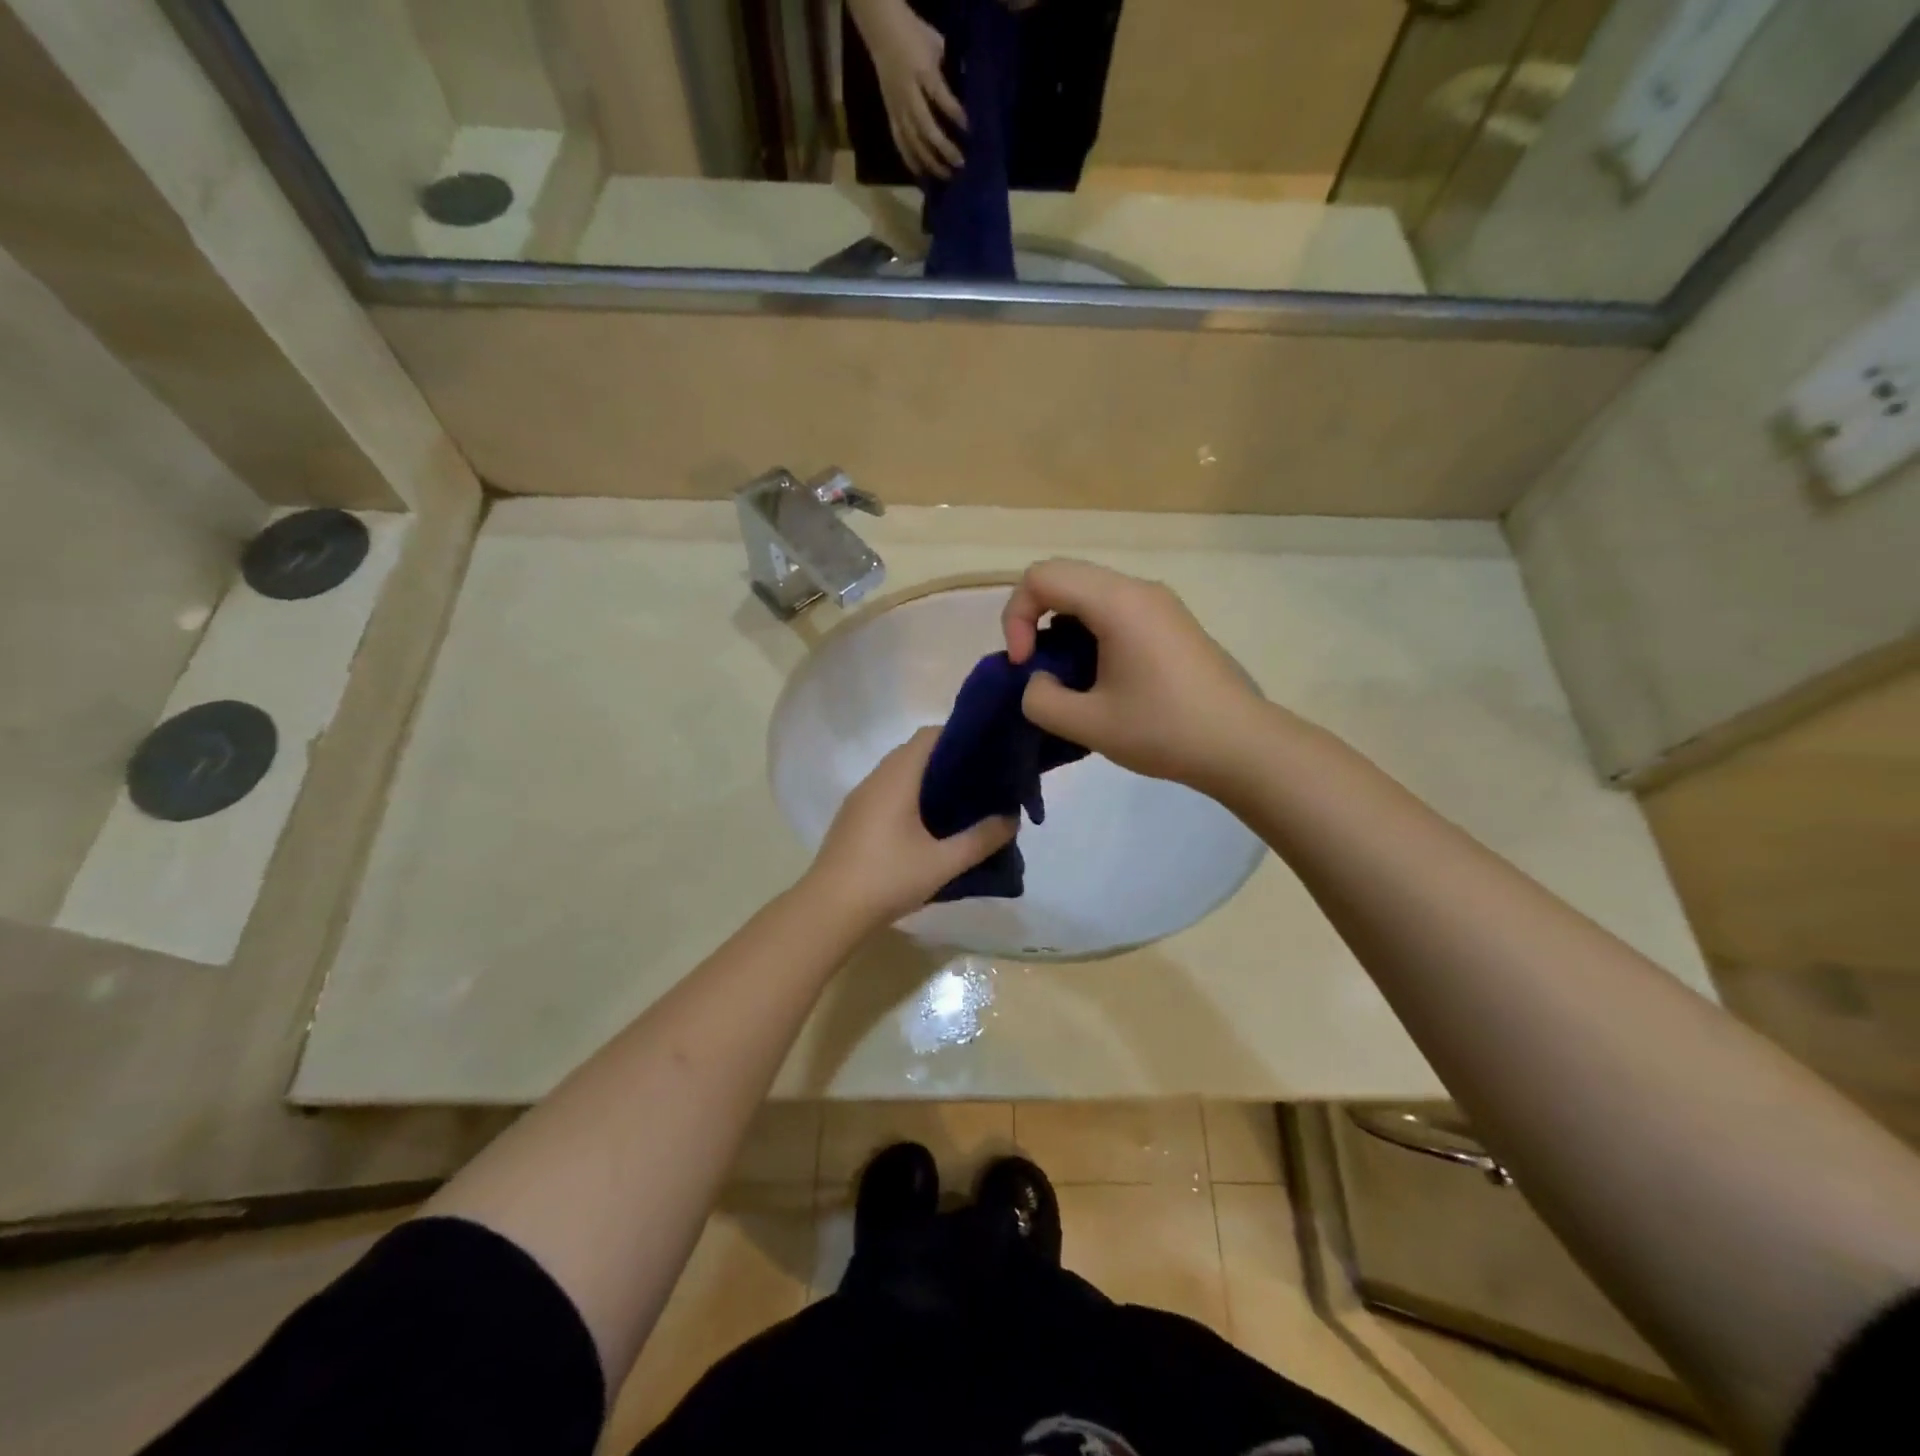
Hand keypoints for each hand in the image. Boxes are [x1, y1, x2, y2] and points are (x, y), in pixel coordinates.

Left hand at [805, 727, 1015, 928]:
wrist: (829, 910)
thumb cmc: (887, 879)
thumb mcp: (942, 863)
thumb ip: (980, 839)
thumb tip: (1011, 819)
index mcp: (896, 778)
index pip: (929, 735)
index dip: (959, 735)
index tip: (988, 750)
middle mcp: (875, 779)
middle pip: (914, 752)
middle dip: (948, 759)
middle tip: (982, 778)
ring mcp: (860, 799)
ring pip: (899, 773)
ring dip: (928, 779)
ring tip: (961, 800)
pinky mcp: (853, 818)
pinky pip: (887, 792)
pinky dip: (910, 795)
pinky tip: (928, 824)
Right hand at [849, 0, 965, 178]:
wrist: (882, 30)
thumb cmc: (913, 34)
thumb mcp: (935, 44)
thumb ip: (948, 67)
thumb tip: (965, 86)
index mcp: (920, 71)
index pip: (939, 95)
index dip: (954, 113)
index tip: (968, 128)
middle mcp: (908, 94)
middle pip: (926, 127)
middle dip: (943, 148)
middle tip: (960, 163)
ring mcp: (898, 108)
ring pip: (913, 141)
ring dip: (930, 161)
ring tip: (945, 175)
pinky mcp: (891, 116)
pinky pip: (900, 143)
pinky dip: (911, 160)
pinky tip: (921, 174)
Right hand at [1002, 559, 1270, 790]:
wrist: (1241, 744)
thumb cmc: (1164, 730)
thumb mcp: (1088, 724)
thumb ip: (1041, 699)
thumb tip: (1039, 682)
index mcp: (1116, 602)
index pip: (1041, 577)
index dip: (1016, 617)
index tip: (1024, 665)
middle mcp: (1138, 589)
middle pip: (1064, 577)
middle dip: (1035, 619)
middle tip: (1037, 668)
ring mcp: (1159, 603)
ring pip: (1089, 593)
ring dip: (1063, 628)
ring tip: (1069, 678)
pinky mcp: (1170, 622)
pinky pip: (1115, 609)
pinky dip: (1090, 633)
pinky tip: (1100, 678)